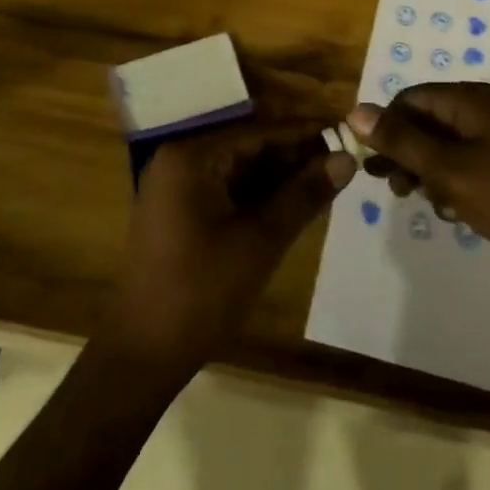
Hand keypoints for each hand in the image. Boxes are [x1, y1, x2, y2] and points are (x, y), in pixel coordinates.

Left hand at [104, 129, 354, 377]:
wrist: (141, 357)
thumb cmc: (201, 293)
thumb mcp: (261, 242)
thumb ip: (304, 195)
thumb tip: (348, 159)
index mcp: (191, 157)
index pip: (259, 132)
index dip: (304, 134)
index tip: (345, 133)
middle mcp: (179, 161)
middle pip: (249, 148)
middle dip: (295, 156)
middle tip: (343, 161)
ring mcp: (176, 188)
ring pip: (240, 170)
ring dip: (280, 177)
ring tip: (328, 180)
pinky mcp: (179, 213)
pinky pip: (227, 190)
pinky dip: (259, 196)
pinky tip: (295, 203)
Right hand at [349, 83, 489, 292]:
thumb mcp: (451, 170)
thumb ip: (402, 141)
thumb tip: (355, 111)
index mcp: (469, 101)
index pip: (410, 99)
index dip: (385, 126)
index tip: (372, 165)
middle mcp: (484, 112)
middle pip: (427, 121)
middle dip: (406, 153)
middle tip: (396, 189)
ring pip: (446, 148)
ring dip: (429, 173)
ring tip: (428, 204)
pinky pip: (469, 168)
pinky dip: (455, 186)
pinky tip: (456, 214)